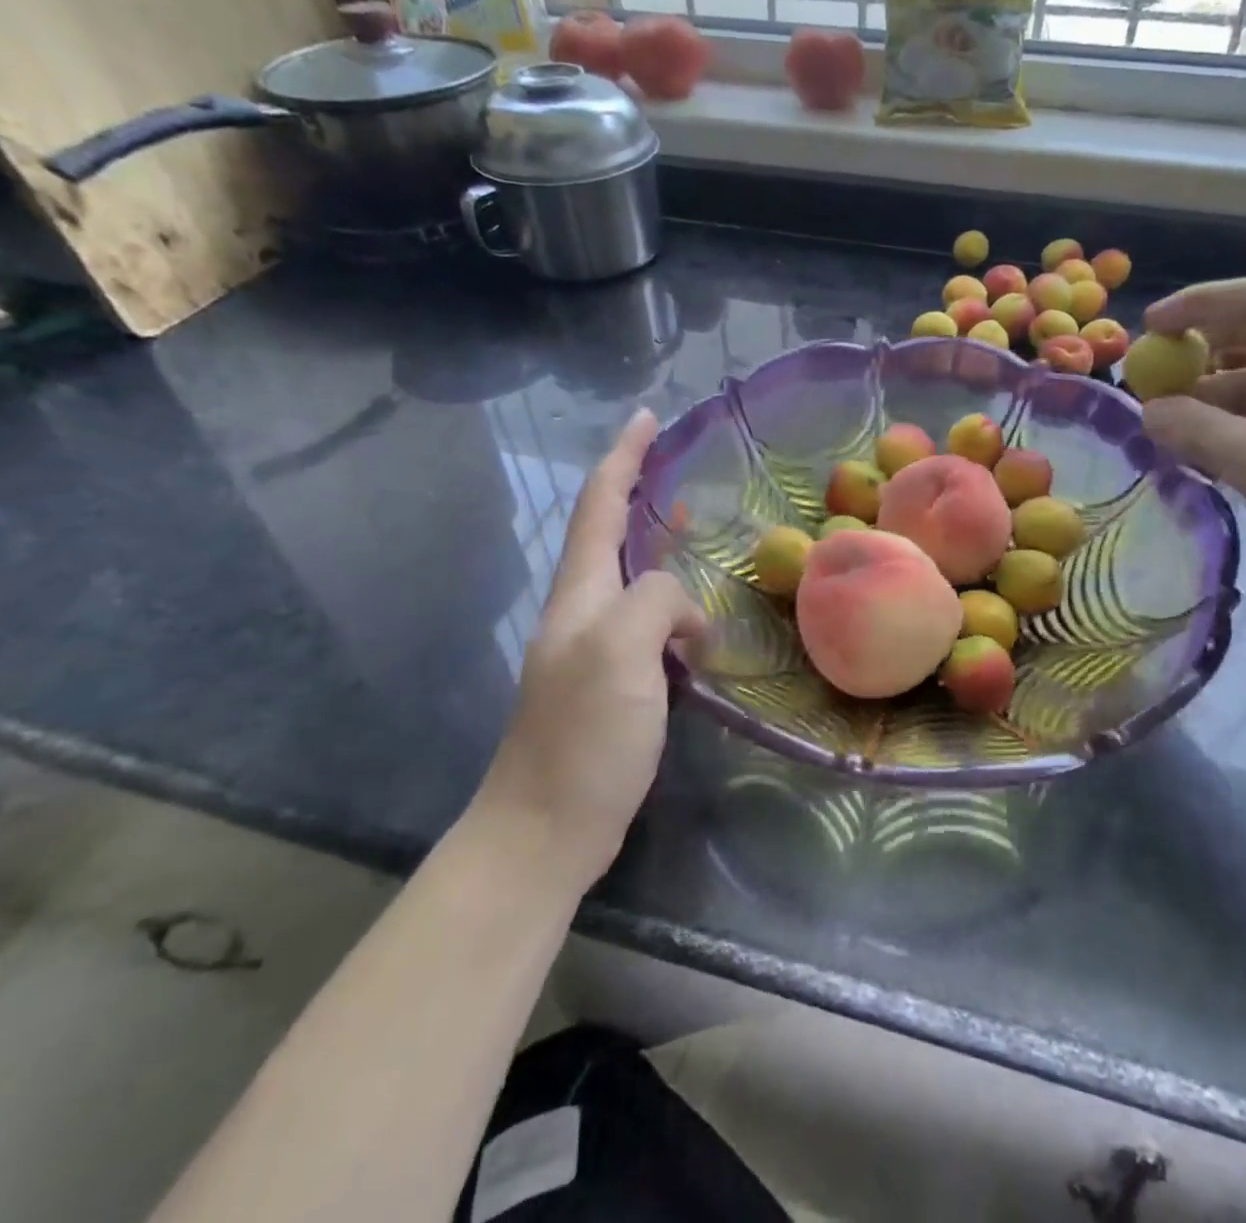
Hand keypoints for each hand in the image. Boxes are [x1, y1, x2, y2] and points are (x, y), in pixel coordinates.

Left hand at [474, 410, 704, 888]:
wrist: (546, 828)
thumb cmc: (581, 736)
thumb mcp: (620, 651)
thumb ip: (655, 602)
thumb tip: (686, 613)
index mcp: (580, 593)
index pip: (599, 506)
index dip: (623, 457)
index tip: (647, 417)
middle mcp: (583, 611)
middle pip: (611, 533)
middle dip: (639, 492)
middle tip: (681, 468)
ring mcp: (597, 649)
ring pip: (634, 579)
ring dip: (660, 548)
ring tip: (696, 528)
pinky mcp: (617, 683)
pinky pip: (650, 624)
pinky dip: (675, 605)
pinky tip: (699, 618)